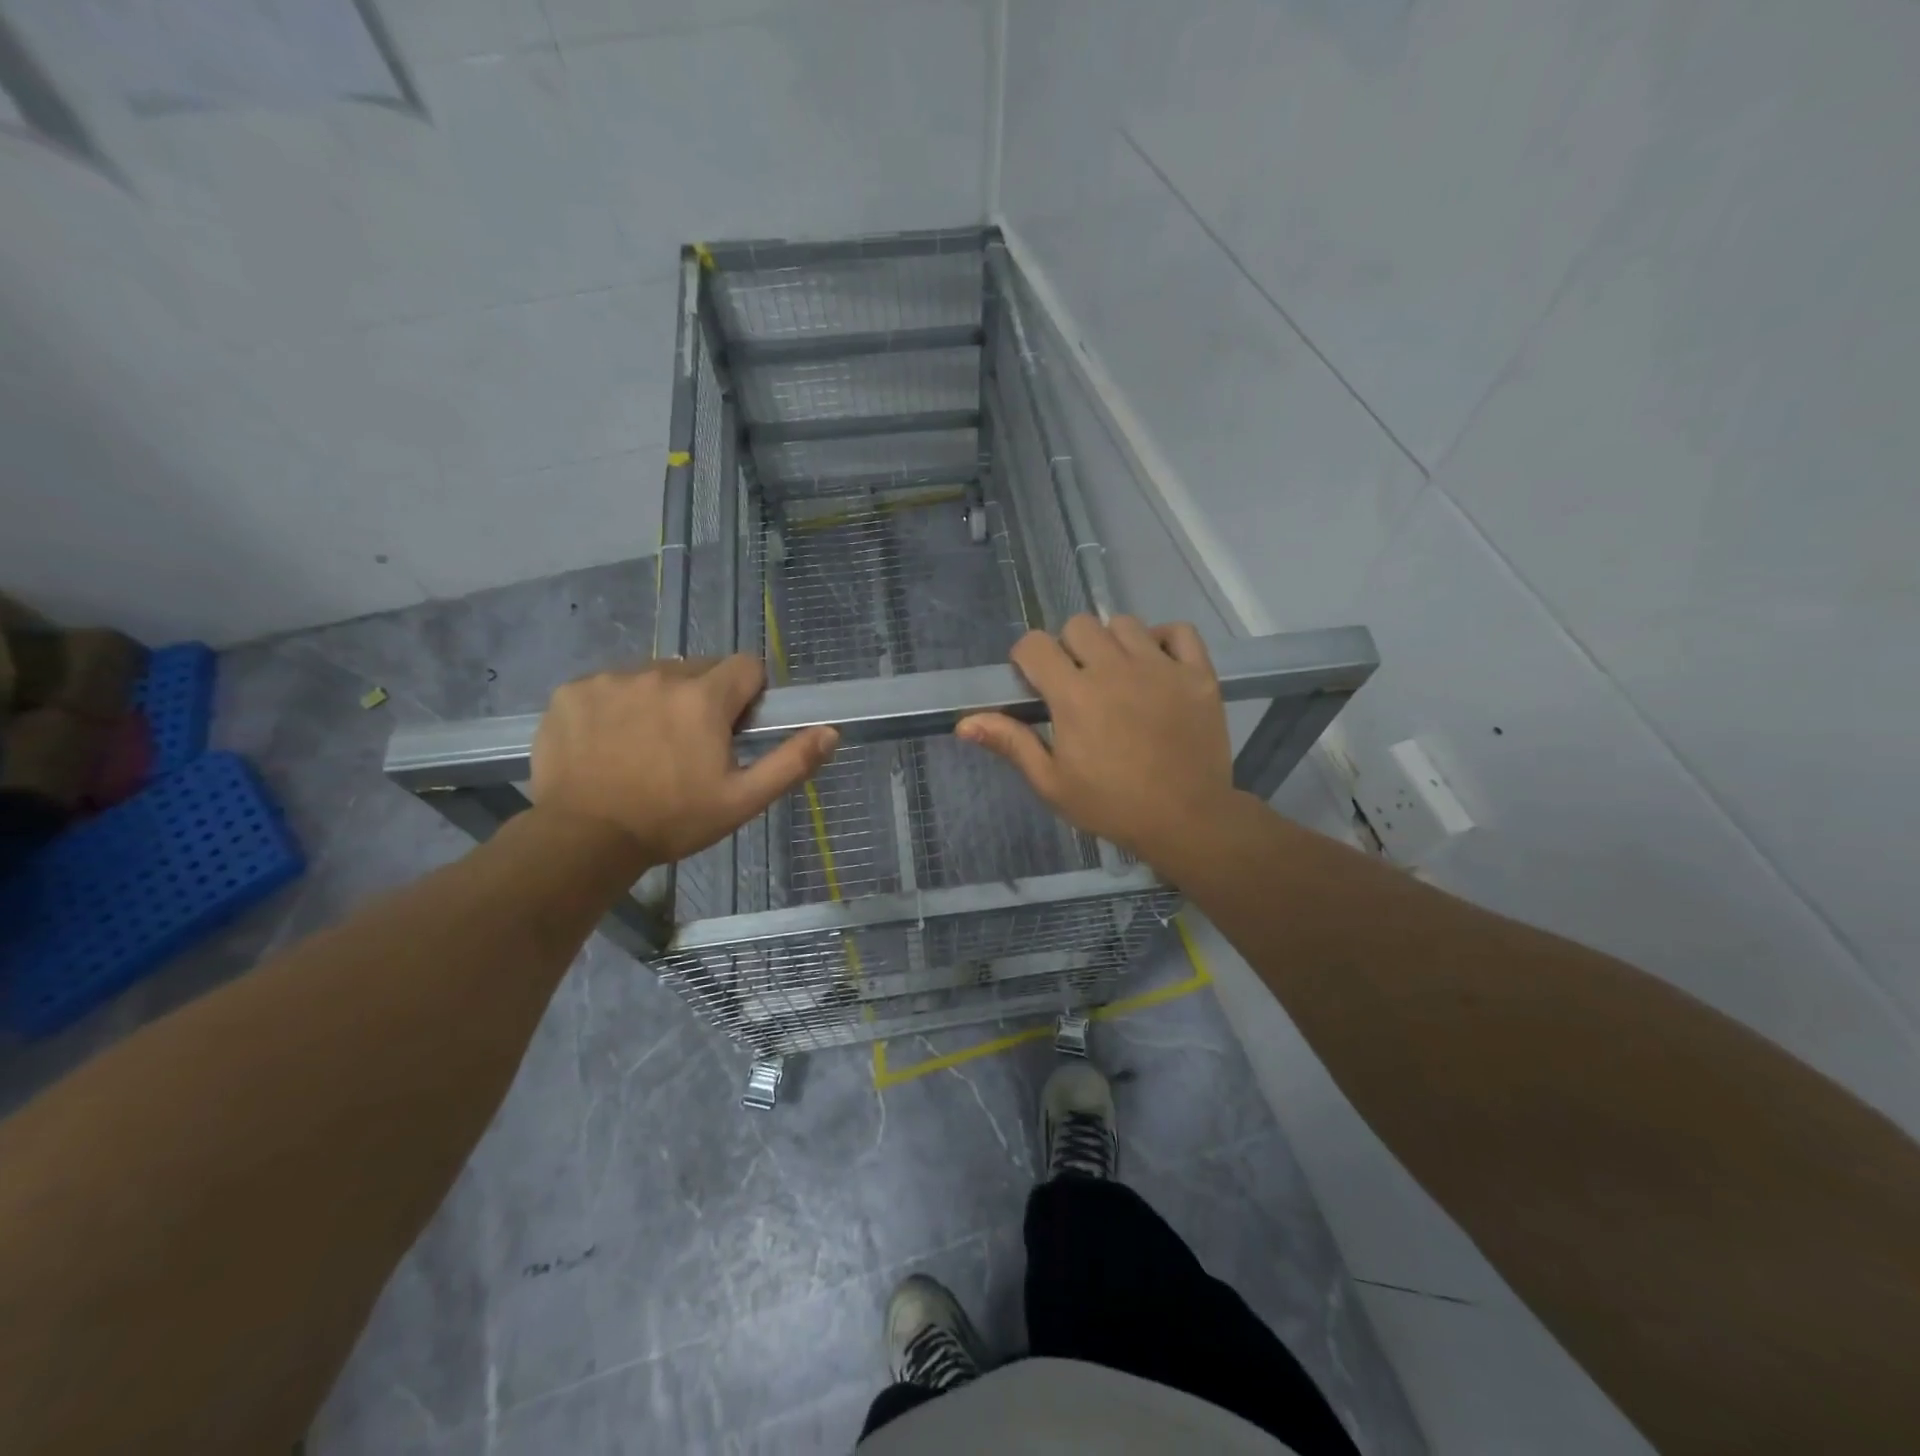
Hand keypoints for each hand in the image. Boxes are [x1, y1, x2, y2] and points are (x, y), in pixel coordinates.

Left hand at [531, 656, 837, 865]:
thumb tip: (831, 731)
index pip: (746, 666)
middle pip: (700, 669)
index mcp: (704, 697)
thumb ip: (791, 762)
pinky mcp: (573, 690)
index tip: (735, 729)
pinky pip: (610, 684)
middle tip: (691, 746)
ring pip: (654, 675)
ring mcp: (611, 679)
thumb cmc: (672, 821)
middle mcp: (659, 674)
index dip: (749, 696)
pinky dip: (617, 705)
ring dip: (661, 699)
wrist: (582, 839)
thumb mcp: (742, 800)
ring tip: (646, 746)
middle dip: (705, 698)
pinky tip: (609, 743)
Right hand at [956, 615, 1237, 865]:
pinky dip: (1164, 639)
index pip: (1035, 644)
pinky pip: (1178, 631)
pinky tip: (1156, 664)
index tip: (1034, 683)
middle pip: (1079, 625)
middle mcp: (1115, 669)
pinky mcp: (1197, 674)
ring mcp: (1160, 667)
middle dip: (1068, 648)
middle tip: (1076, 682)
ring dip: (1112, 643)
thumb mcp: (1052, 783)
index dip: (1027, 658)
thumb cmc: (1111, 805)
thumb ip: (1011, 744)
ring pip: (1125, 623)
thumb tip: (964, 723)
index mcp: (1074, 695)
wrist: (1186, 820)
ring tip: (1117, 675)